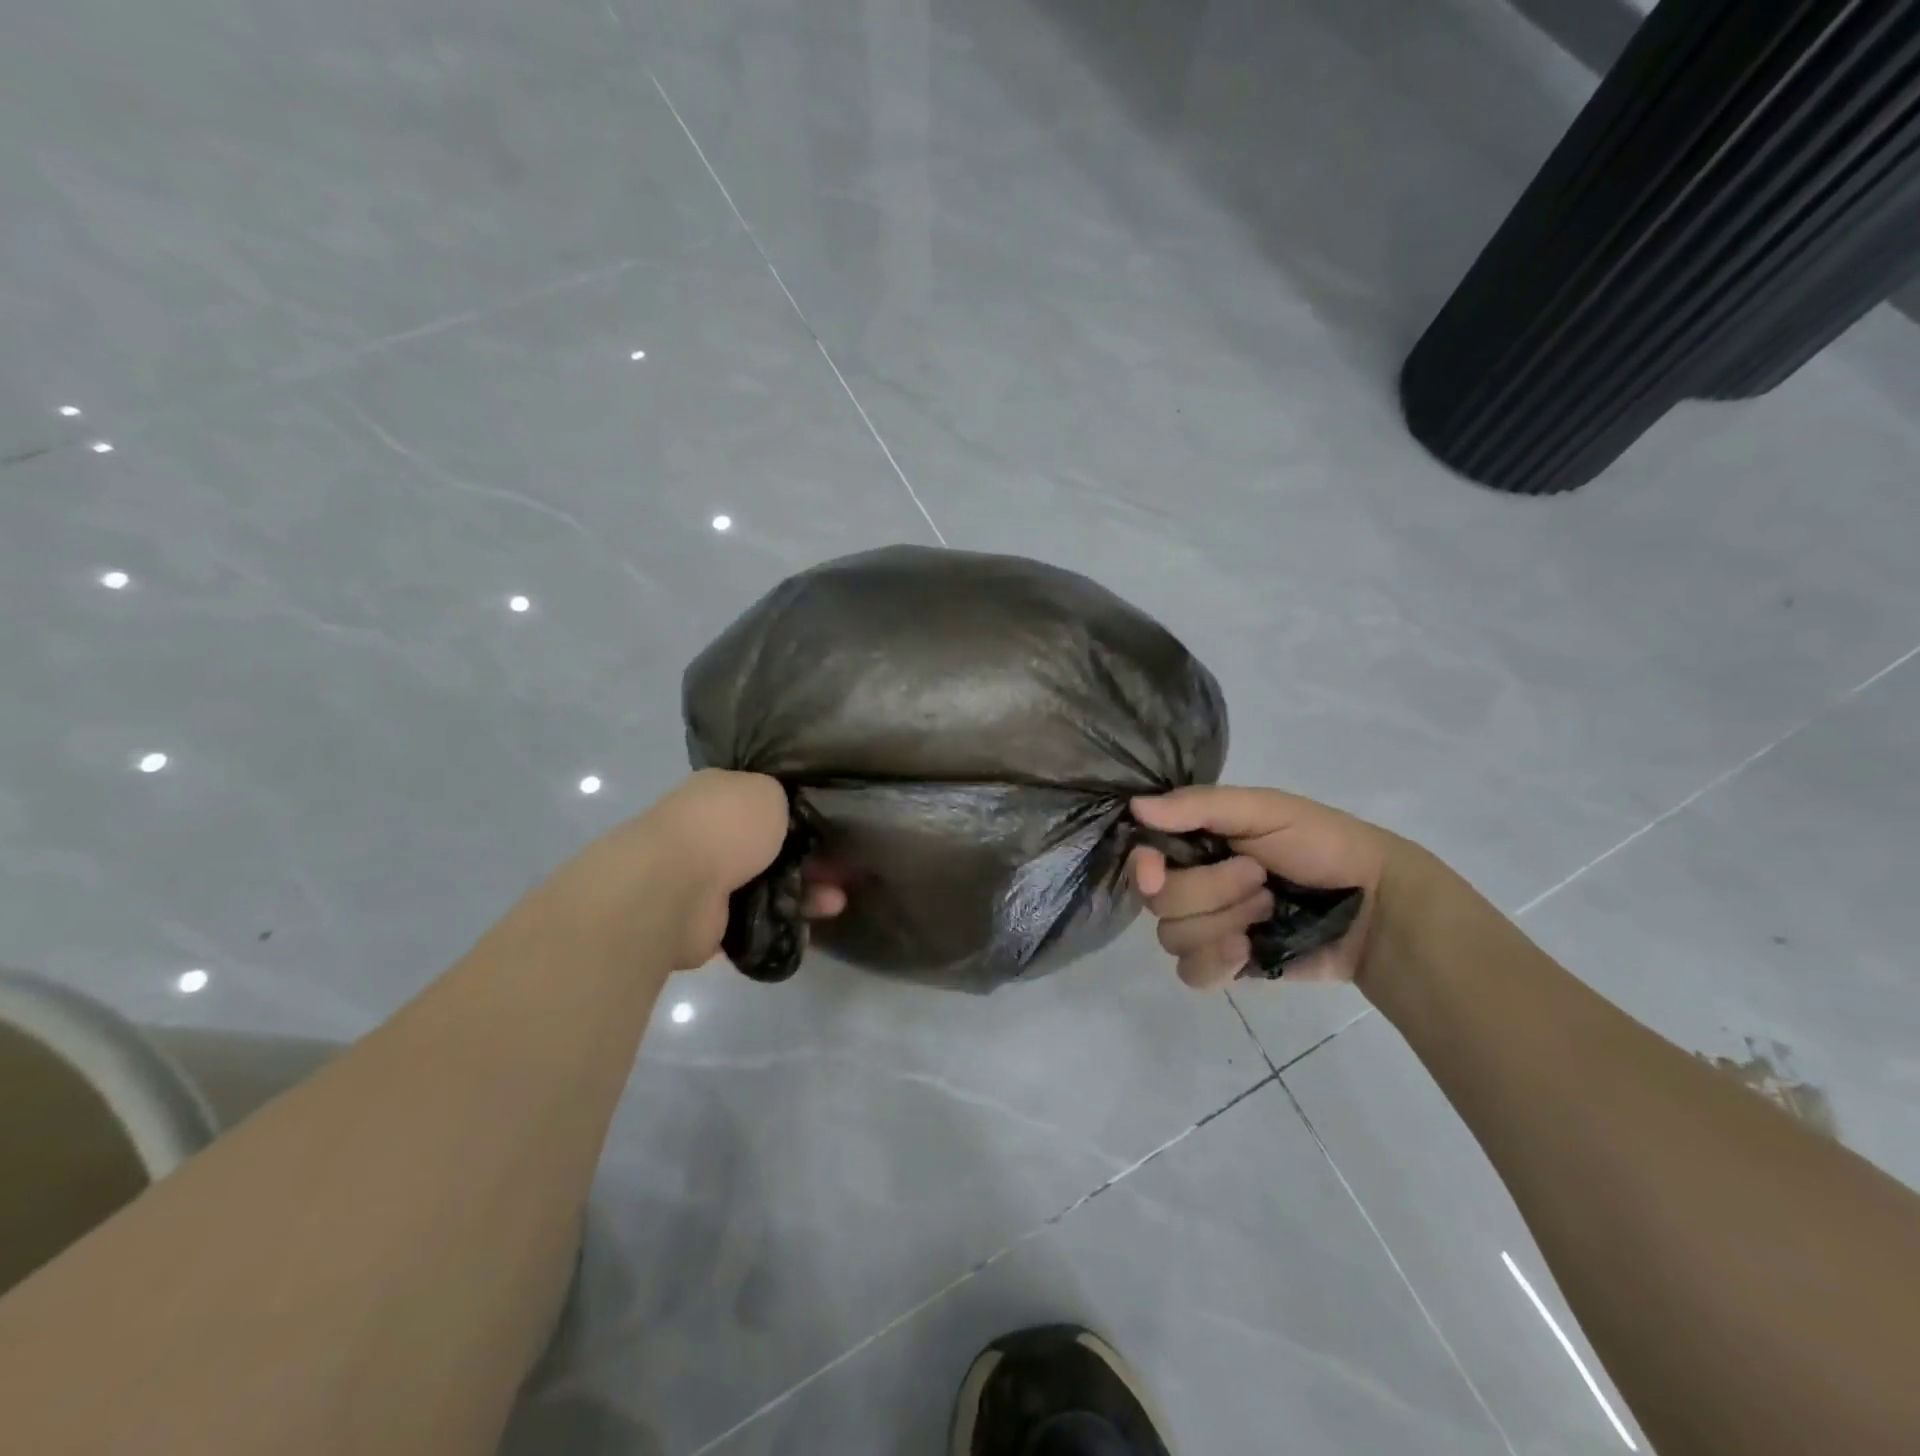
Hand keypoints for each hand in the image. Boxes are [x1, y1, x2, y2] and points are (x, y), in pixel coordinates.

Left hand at [583, 770, 844, 970]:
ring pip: (769, 883)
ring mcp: (707, 879)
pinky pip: (760, 918)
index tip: (831, 824)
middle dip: (808, 856)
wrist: (674, 889)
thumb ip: (784, 800)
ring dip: (806, 890)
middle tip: (843, 866)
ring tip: (838, 899)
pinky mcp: (710, 922)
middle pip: (770, 844)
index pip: (762, 798)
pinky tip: (818, 919)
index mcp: (717, 794)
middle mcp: (710, 833)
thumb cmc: (724, 826)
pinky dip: (788, 919)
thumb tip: (788, 815)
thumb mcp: (767, 791)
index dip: (799, 811)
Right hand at [1129, 785, 1411, 989]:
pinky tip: (1246, 952)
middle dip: (1210, 891)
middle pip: (1159, 902)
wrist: (1378, 907)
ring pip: (1172, 937)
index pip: (1142, 857)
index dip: (1144, 868)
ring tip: (1268, 910)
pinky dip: (1215, 962)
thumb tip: (1135, 808)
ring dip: (1223, 923)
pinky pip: (1190, 974)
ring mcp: (1208, 926)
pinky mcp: (1227, 965)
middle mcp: (1193, 882)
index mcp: (1197, 841)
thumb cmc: (1322, 845)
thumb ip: (1200, 807)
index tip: (1158, 872)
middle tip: (1258, 878)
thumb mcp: (1265, 809)